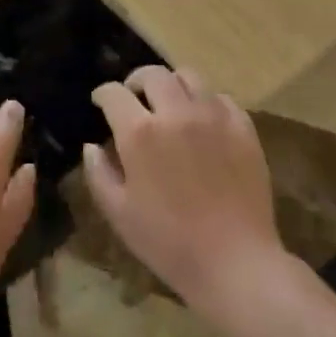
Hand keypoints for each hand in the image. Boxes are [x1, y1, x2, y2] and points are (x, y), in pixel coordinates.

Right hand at [83, 66, 288, 324]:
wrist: (234, 261)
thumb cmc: (168, 242)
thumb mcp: (118, 213)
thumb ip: (98, 173)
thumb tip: (92, 146)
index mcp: (140, 132)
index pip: (114, 93)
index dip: (103, 95)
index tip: (100, 102)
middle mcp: (176, 112)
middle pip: (153, 74)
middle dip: (136, 81)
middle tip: (134, 99)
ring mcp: (214, 116)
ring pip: (189, 77)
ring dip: (172, 85)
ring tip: (169, 104)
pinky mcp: (243, 128)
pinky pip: (221, 98)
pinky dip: (206, 102)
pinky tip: (203, 122)